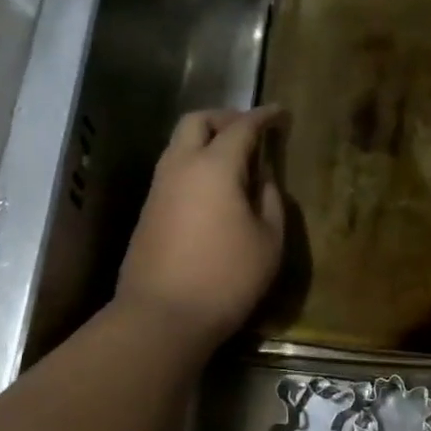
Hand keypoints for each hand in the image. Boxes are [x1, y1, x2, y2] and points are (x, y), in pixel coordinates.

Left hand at [116, 106, 286, 350]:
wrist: (161, 317)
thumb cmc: (226, 278)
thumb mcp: (268, 241)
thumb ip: (270, 200)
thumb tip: (262, 178)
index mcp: (214, 166)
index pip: (242, 126)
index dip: (264, 116)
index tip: (281, 113)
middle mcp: (180, 167)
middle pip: (197, 121)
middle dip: (226, 118)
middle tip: (251, 131)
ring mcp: (159, 188)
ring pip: (179, 145)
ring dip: (207, 141)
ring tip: (236, 161)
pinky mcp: (149, 211)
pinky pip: (174, 170)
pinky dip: (195, 164)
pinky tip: (215, 189)